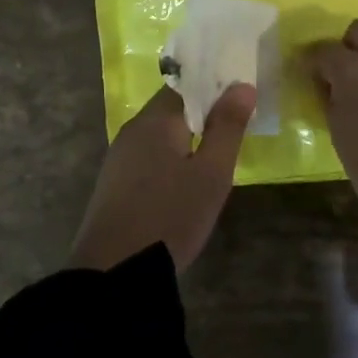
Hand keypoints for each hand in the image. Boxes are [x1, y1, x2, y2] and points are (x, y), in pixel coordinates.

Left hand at [70, 83, 256, 271]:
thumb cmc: (171, 217)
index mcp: (155, 121)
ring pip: (160, 135)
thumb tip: (242, 86)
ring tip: (217, 153)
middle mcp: (132, 131)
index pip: (187, 85)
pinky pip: (149, 157)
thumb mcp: (211, 174)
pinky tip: (186, 180)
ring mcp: (119, 159)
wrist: (115, 272)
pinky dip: (171, 158)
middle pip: (172, 109)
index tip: (242, 96)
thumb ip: (227, 127)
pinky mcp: (114, 185)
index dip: (215, 86)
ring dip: (187, 138)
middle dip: (203, 113)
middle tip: (237, 126)